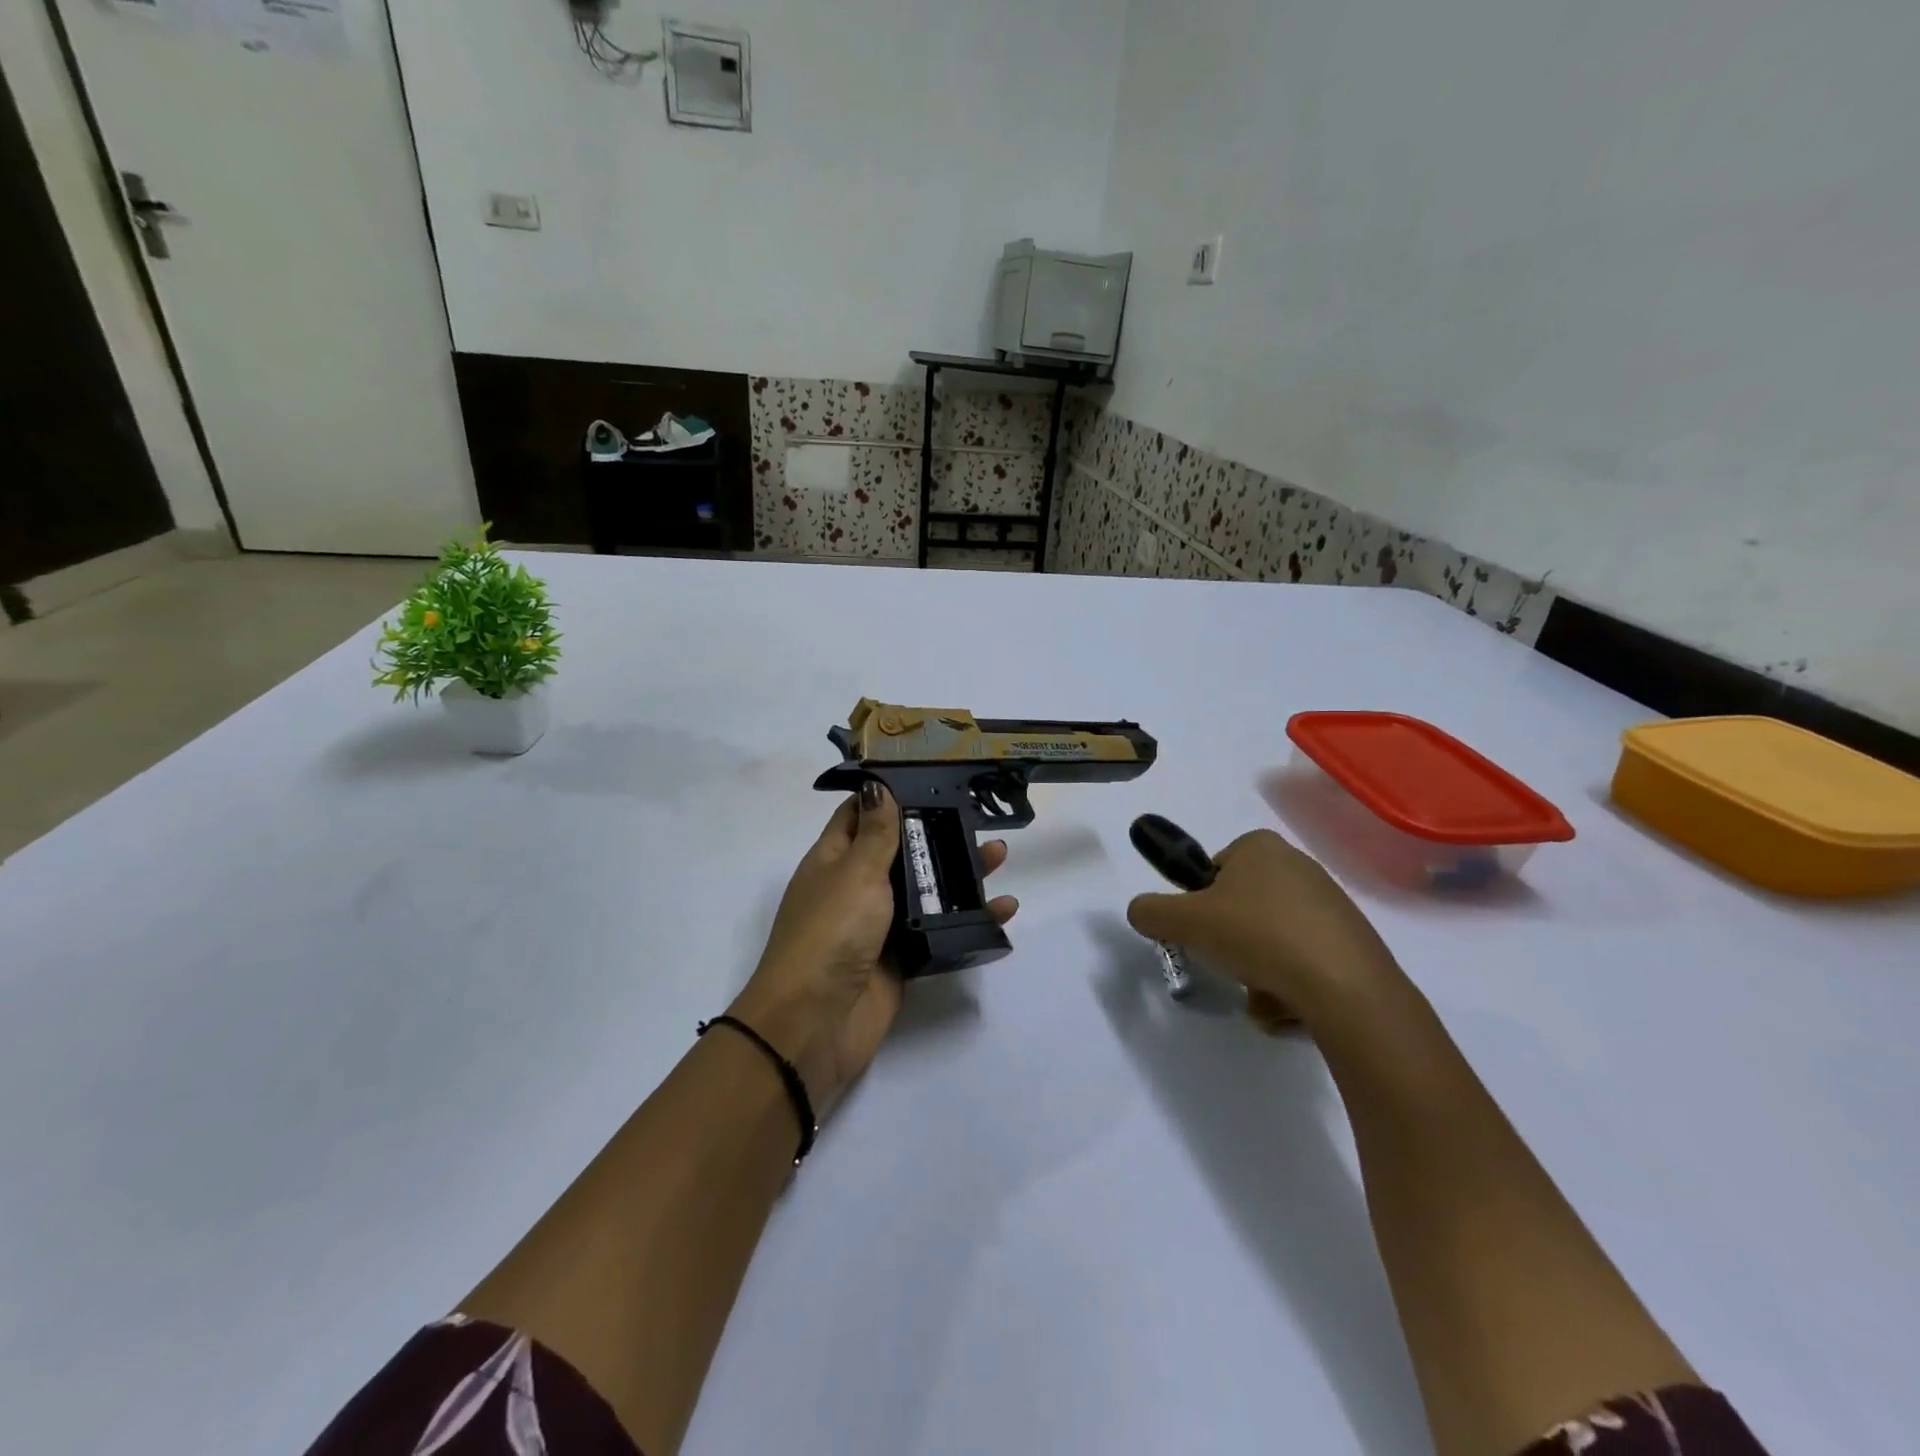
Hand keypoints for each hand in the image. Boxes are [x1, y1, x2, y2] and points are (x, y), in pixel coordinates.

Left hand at [730, 783, 1017, 1108]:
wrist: (816, 1023)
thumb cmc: (831, 932)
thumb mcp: (855, 872)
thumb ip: (875, 832)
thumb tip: (876, 786)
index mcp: (833, 860)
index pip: (860, 815)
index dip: (889, 796)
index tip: (928, 779)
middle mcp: (855, 887)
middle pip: (901, 851)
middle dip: (937, 834)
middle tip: (978, 819)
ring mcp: (879, 925)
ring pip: (925, 890)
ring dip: (960, 874)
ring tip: (998, 856)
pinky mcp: (901, 959)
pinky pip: (938, 931)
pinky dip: (968, 920)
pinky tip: (1002, 911)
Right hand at [1126, 829, 1399, 1029]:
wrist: (1346, 987)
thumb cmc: (1257, 936)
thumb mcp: (1185, 921)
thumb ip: (1150, 911)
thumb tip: (1141, 912)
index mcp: (1260, 846)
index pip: (1213, 871)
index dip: (1201, 904)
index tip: (1203, 931)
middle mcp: (1298, 864)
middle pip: (1242, 907)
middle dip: (1230, 941)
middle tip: (1229, 964)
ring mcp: (1330, 903)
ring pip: (1271, 938)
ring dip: (1257, 969)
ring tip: (1261, 994)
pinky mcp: (1352, 940)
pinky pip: (1303, 960)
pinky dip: (1288, 983)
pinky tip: (1290, 1004)